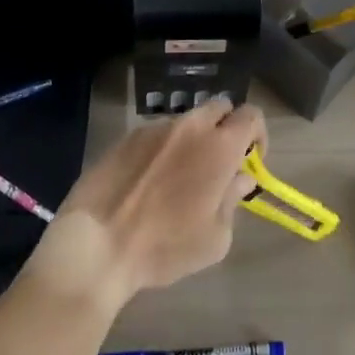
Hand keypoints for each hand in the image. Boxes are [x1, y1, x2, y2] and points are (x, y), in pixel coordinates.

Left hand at [29, 99, 265, 308]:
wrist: (97, 243)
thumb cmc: (165, 247)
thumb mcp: (214, 239)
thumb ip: (233, 201)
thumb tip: (241, 178)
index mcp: (219, 146)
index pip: (251, 115)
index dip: (258, 134)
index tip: (250, 161)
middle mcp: (190, 126)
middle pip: (220, 107)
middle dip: (226, 127)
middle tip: (218, 163)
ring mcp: (156, 126)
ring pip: (187, 121)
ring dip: (193, 140)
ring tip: (177, 177)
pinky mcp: (128, 135)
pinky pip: (157, 133)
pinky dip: (163, 148)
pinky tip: (148, 181)